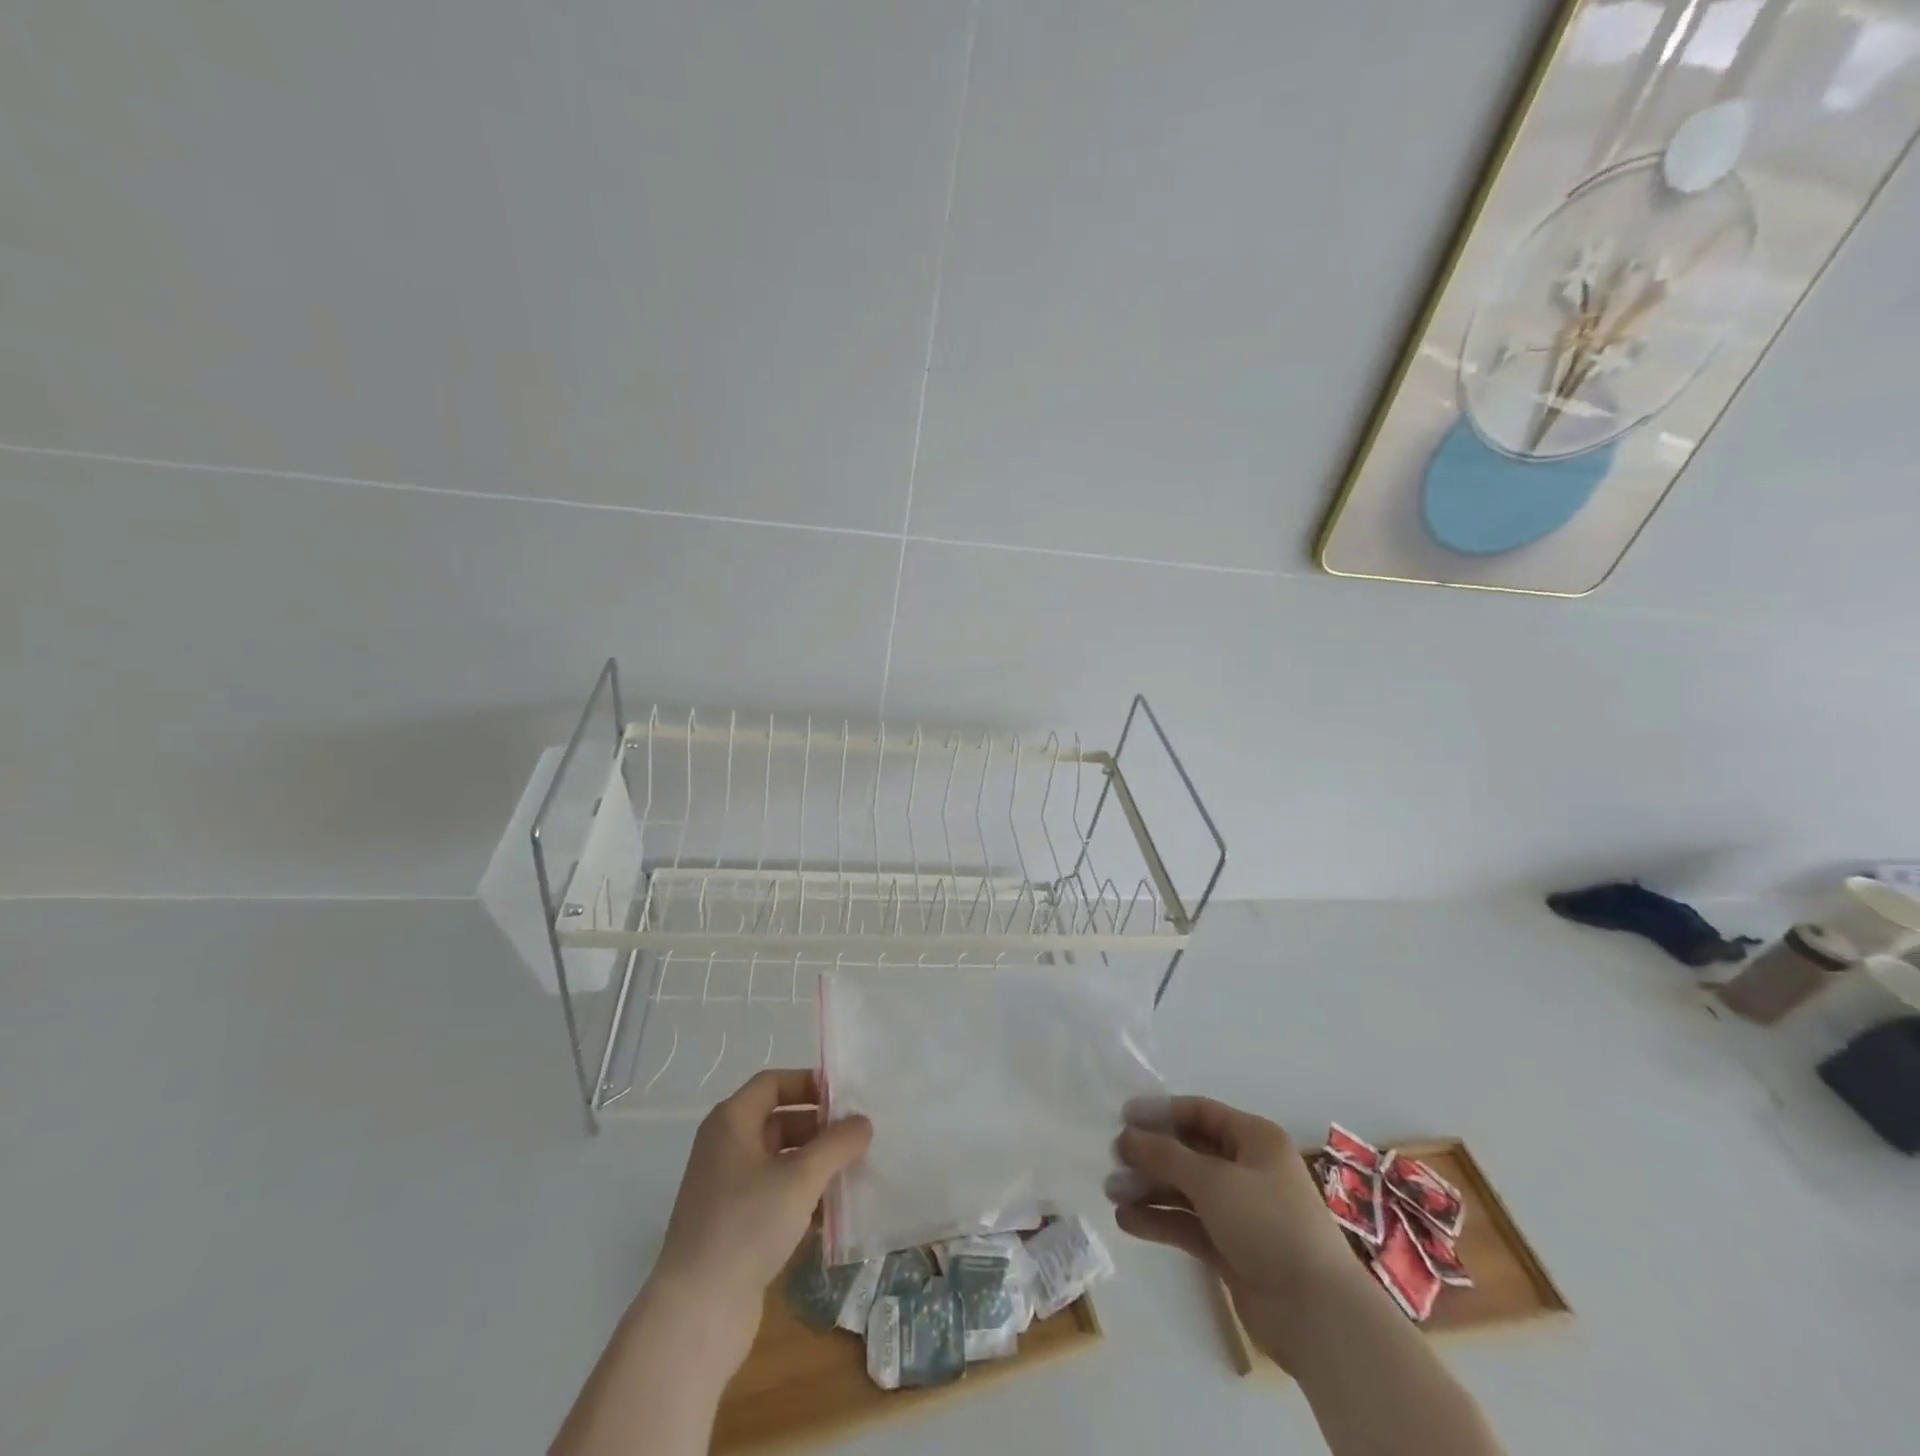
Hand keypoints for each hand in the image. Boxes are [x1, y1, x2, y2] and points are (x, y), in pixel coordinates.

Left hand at [650, 1069, 871, 1352]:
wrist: (696, 1314)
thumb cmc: (746, 1226)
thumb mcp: (800, 1178)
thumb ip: (836, 1144)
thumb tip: (863, 1122)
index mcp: (731, 1122)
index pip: (773, 1083)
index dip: (809, 1084)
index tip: (846, 1098)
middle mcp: (725, 1148)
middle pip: (778, 1120)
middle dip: (819, 1127)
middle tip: (858, 1138)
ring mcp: (727, 1189)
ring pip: (779, 1161)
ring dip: (815, 1164)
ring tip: (853, 1173)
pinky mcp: (733, 1226)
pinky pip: (774, 1195)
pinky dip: (802, 1197)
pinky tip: (833, 1214)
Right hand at [1111, 1096, 1367, 1345]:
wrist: (1316, 1314)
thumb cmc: (1267, 1224)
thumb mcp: (1213, 1180)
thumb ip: (1165, 1155)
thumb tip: (1126, 1137)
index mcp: (1254, 1139)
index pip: (1200, 1113)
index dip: (1161, 1112)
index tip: (1122, 1117)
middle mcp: (1247, 1169)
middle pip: (1190, 1152)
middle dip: (1151, 1155)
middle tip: (1113, 1159)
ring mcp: (1240, 1211)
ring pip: (1186, 1190)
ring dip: (1150, 1189)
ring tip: (1111, 1193)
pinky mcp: (1232, 1248)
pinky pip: (1189, 1224)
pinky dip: (1161, 1221)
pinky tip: (1128, 1221)